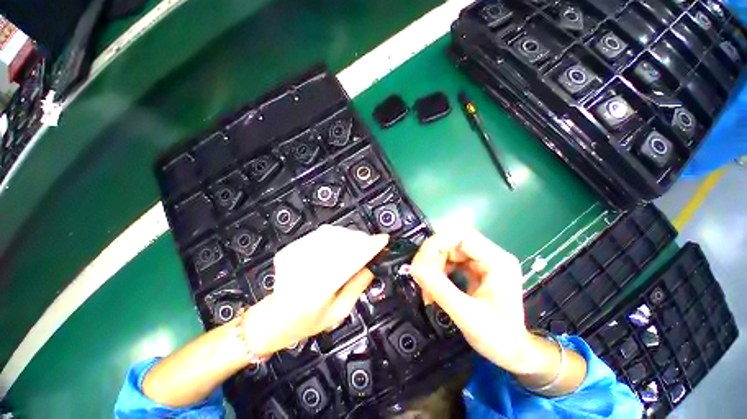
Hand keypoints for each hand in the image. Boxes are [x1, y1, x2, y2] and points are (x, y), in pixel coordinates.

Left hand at [243, 225, 388, 355]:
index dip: (368, 247)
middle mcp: (305, 269)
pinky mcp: (290, 250)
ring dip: (349, 236)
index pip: (349, 261)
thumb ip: (357, 287)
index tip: (383, 240)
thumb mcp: (339, 313)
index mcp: (318, 290)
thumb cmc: (308, 322)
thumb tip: (371, 265)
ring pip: (331, 234)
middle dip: (361, 240)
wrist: (274, 319)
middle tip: (372, 243)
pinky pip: (320, 235)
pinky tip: (341, 243)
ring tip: (359, 243)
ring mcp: (295, 256)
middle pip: (341, 243)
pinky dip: (336, 235)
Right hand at [410, 229, 587, 394]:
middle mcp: (491, 255)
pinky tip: (434, 286)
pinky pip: (451, 261)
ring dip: (434, 265)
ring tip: (427, 285)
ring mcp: (483, 262)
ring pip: (449, 251)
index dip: (437, 244)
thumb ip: (439, 288)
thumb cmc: (497, 338)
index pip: (461, 236)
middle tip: (421, 276)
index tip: (420, 262)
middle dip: (433, 258)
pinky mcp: (476, 270)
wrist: (513, 353)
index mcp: (497, 261)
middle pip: (452, 243)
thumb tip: (414, 268)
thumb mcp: (466, 314)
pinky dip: (438, 271)